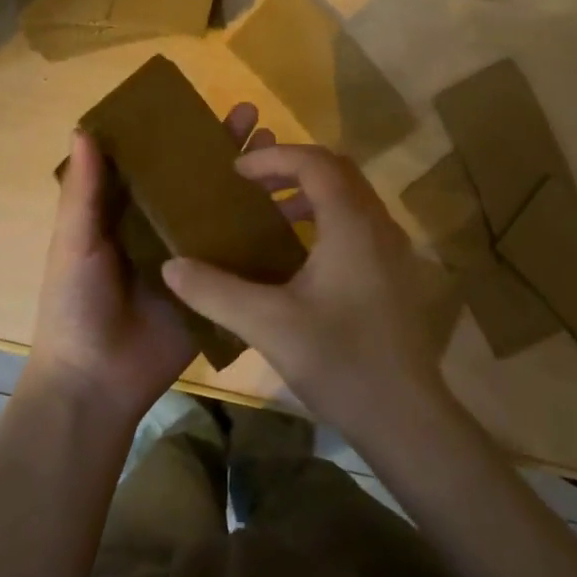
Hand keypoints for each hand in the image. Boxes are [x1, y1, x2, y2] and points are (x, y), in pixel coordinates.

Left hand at [25, 102, 268, 426]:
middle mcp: (163, 228)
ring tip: (284, 155)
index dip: (182, 134)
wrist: (96, 381)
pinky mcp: (215, 289)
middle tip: (257, 119)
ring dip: (252, 185)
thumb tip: (84, 127)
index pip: (159, 163)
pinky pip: (242, 258)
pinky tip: (297, 212)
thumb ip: (84, 191)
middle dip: (226, 151)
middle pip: (200, 182)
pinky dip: (266, 235)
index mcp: (127, 212)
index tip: (208, 105)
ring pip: (226, 213)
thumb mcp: (74, 242)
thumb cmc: (76, 304)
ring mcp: (193, 259)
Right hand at [161, 145, 454, 440]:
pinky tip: (300, 257)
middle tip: (251, 186)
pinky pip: (360, 224)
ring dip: (311, 195)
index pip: (315, 162)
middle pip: (338, 171)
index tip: (236, 172)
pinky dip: (327, 219)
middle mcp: (379, 225)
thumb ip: (215, 291)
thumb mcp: (268, 325)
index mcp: (352, 224)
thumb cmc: (339, 362)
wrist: (405, 418)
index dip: (274, 159)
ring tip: (270, 216)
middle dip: (292, 169)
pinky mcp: (396, 275)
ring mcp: (394, 250)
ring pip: (352, 198)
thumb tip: (171, 266)